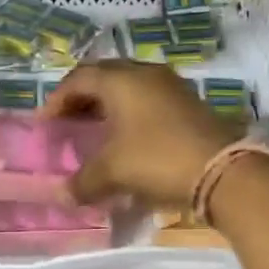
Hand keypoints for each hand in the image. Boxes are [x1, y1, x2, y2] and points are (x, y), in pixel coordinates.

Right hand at [41, 61, 240, 208]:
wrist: (222, 171)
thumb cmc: (157, 160)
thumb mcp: (113, 172)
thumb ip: (82, 182)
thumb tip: (62, 195)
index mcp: (121, 80)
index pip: (79, 79)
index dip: (57, 99)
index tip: (46, 123)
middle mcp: (146, 74)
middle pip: (105, 77)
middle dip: (83, 98)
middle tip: (69, 122)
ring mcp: (172, 86)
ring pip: (130, 87)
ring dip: (109, 105)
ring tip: (97, 130)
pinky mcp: (190, 103)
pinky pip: (150, 100)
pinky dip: (131, 113)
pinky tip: (129, 138)